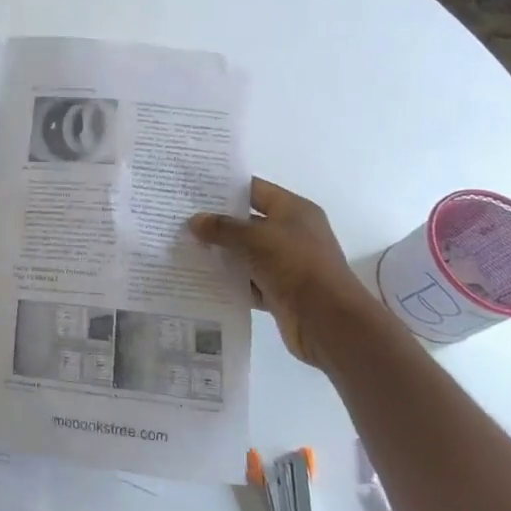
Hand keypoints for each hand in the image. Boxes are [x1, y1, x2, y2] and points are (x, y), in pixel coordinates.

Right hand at [190, 178, 375, 365]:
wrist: (329, 323)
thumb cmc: (296, 265)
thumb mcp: (256, 238)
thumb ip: (223, 228)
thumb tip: (194, 221)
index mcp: (294, 210)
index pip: (254, 189)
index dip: (225, 187)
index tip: (193, 187)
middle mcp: (292, 233)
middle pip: (247, 222)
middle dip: (217, 222)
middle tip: (181, 217)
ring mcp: (286, 264)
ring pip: (246, 253)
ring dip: (221, 253)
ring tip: (184, 246)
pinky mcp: (280, 291)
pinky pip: (248, 280)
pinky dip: (230, 280)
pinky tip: (201, 277)